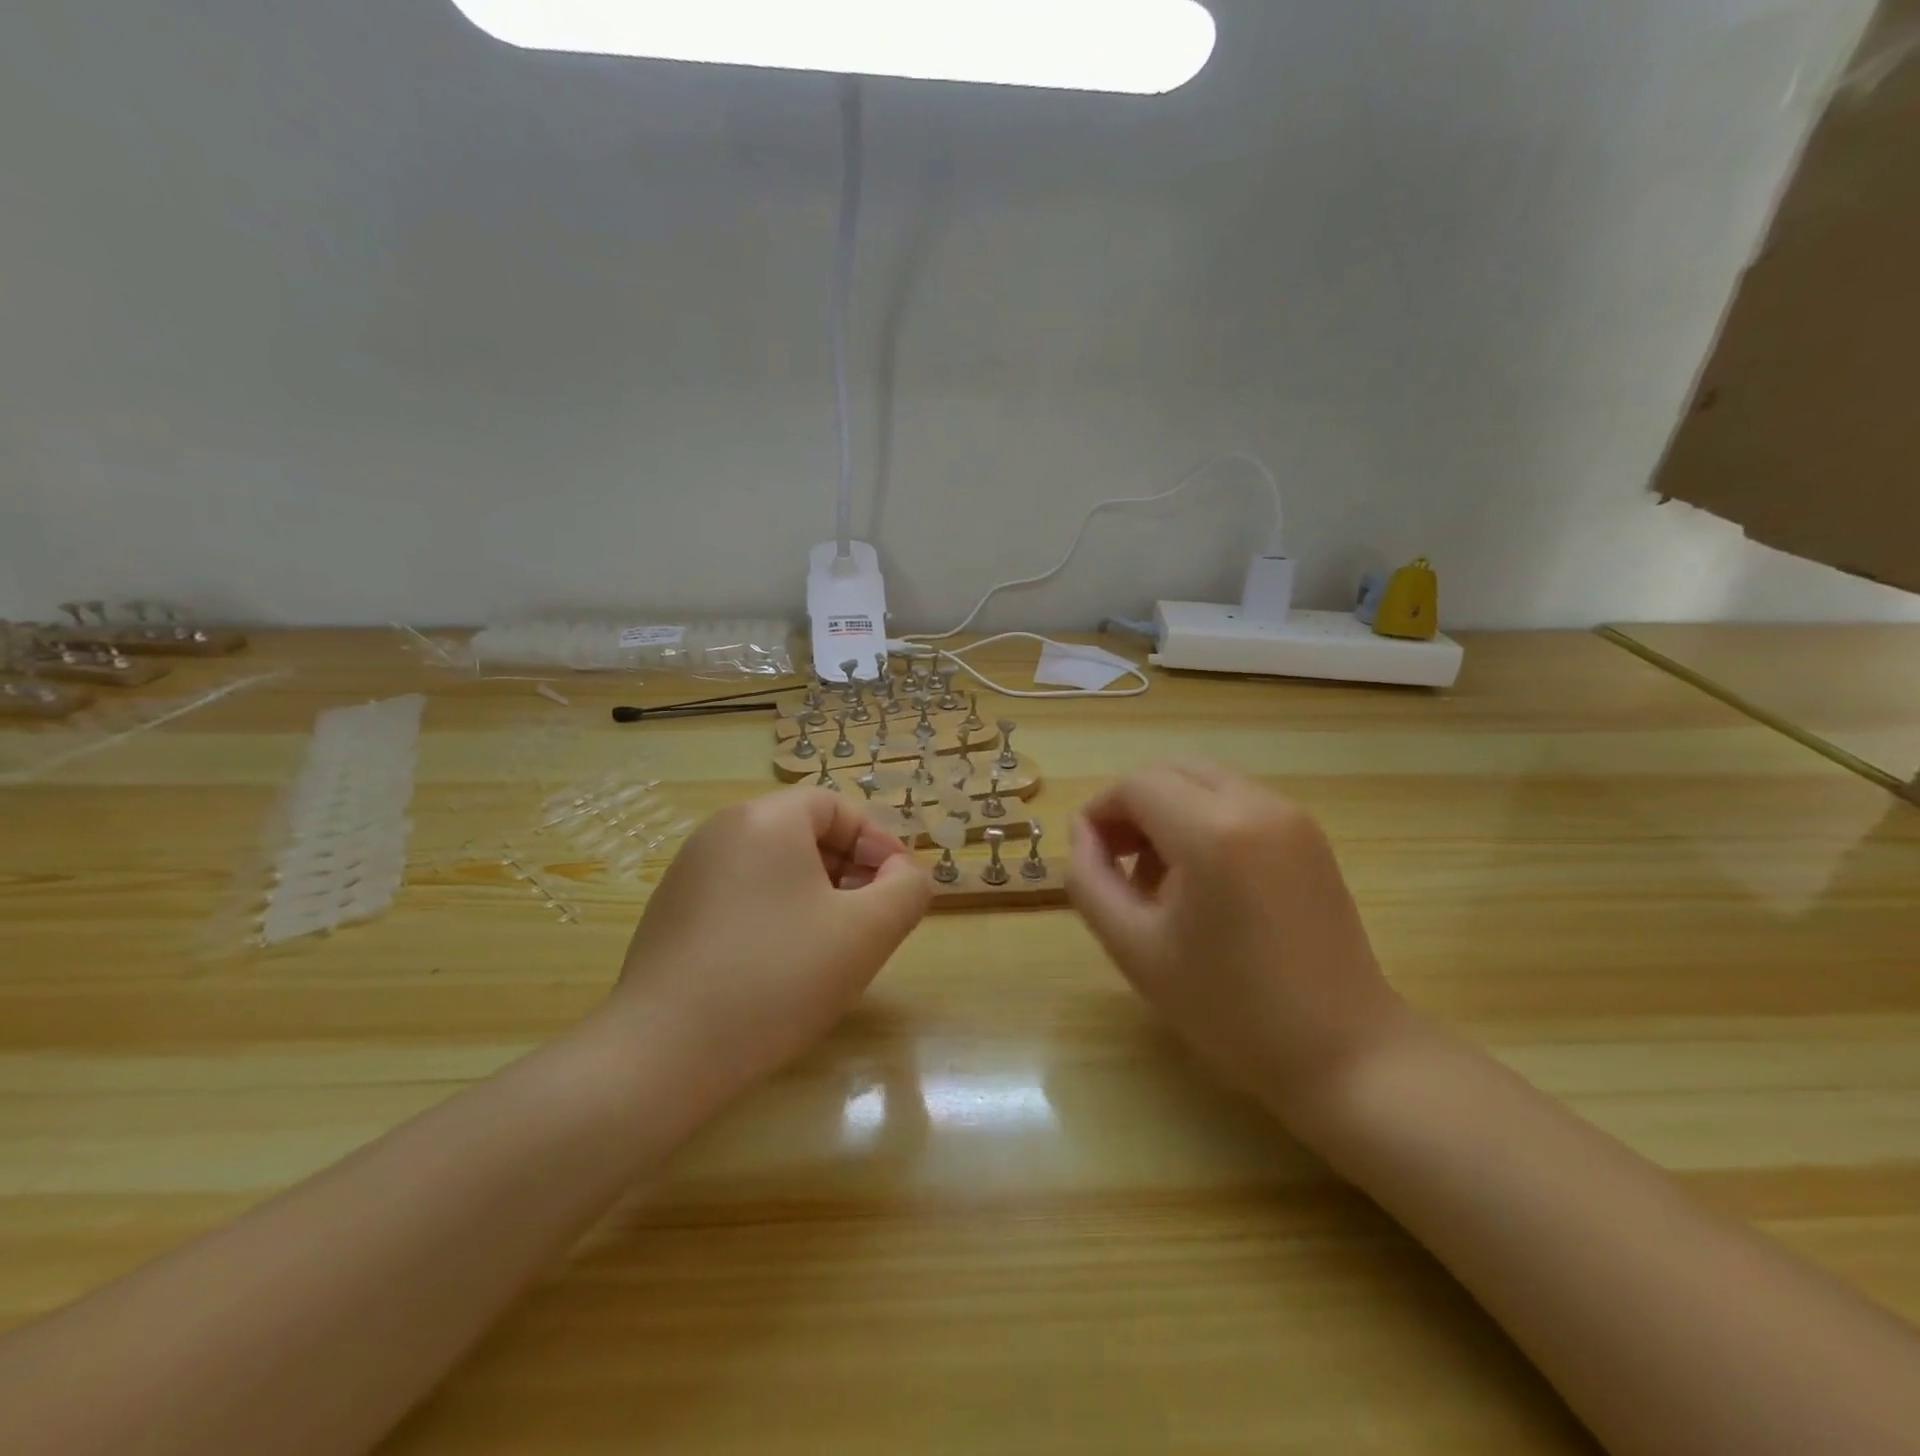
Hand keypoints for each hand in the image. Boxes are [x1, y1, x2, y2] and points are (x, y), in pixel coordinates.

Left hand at [608, 787, 930, 1110]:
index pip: (835, 807)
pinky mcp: (669, 914)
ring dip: (813, 894)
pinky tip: (780, 967)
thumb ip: (906, 890)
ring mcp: (687, 873)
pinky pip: (739, 895)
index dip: (876, 842)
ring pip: (772, 867)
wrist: (662, 1055)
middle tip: (870, 919)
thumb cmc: (778, 978)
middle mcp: (720, 831)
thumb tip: (904, 875)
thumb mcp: (866, 932)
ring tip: (831, 946)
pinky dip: (773, 914)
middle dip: (848, 869)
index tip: (897, 888)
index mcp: (765, 819)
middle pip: (802, 833)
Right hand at [1067, 760, 1408, 1123]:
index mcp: (1214, 832)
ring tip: (1158, 879)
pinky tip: (1203, 880)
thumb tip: (1083, 834)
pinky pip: (1237, 801)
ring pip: (1204, 782)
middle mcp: (1257, 805)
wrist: (1345, 1054)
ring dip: (1168, 812)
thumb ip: (1090, 881)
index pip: (1136, 785)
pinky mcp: (1309, 835)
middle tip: (1118, 863)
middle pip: (1171, 771)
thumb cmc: (1230, 1009)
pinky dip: (1204, 820)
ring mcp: (1291, 816)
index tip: (1089, 858)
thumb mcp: (1135, 949)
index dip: (1100, 813)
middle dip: (1132, 807)